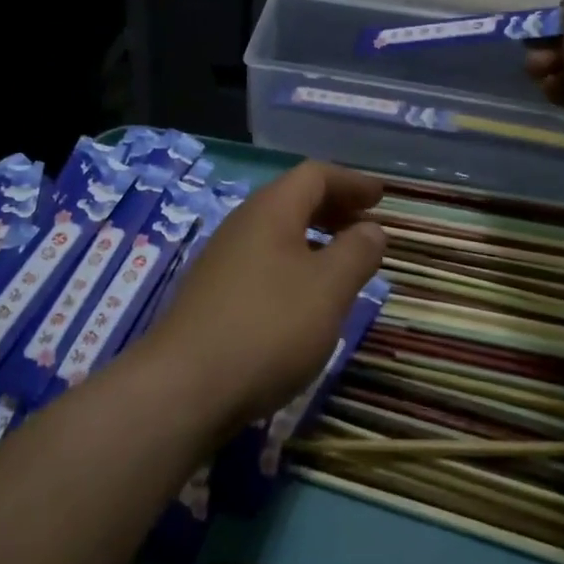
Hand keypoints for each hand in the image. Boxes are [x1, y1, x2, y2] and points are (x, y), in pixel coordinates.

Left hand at [144, 162, 385, 429]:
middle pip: (292, 200)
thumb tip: (371, 228)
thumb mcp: (328, 288)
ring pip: (275, 234)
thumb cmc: (268, 327)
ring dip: (312, 239)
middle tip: (365, 227)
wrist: (183, 388)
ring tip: (341, 264)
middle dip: (332, 208)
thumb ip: (356, 253)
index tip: (380, 197)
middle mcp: (241, 226)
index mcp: (270, 211)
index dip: (350, 181)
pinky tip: (302, 300)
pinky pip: (262, 263)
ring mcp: (220, 262)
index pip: (314, 175)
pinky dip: (292, 266)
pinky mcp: (211, 296)